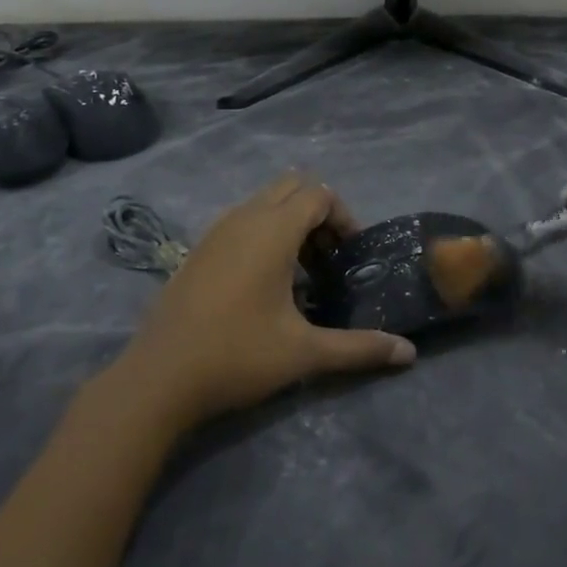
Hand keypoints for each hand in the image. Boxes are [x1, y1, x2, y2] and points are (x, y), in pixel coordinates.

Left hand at [118, 174, 415, 426]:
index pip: (319, 193)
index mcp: (272, 230)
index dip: (343, 216)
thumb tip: (409, 354)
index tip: (350, 255)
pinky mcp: (199, 249)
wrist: (157, 379)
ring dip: (290, 223)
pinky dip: (264, 233)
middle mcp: (244, 217)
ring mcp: (216, 230)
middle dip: (318, 214)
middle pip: (292, 187)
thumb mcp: (304, 353)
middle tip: (329, 258)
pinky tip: (264, 283)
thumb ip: (359, 348)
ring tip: (301, 273)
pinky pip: (243, 220)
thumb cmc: (236, 356)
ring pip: (265, 202)